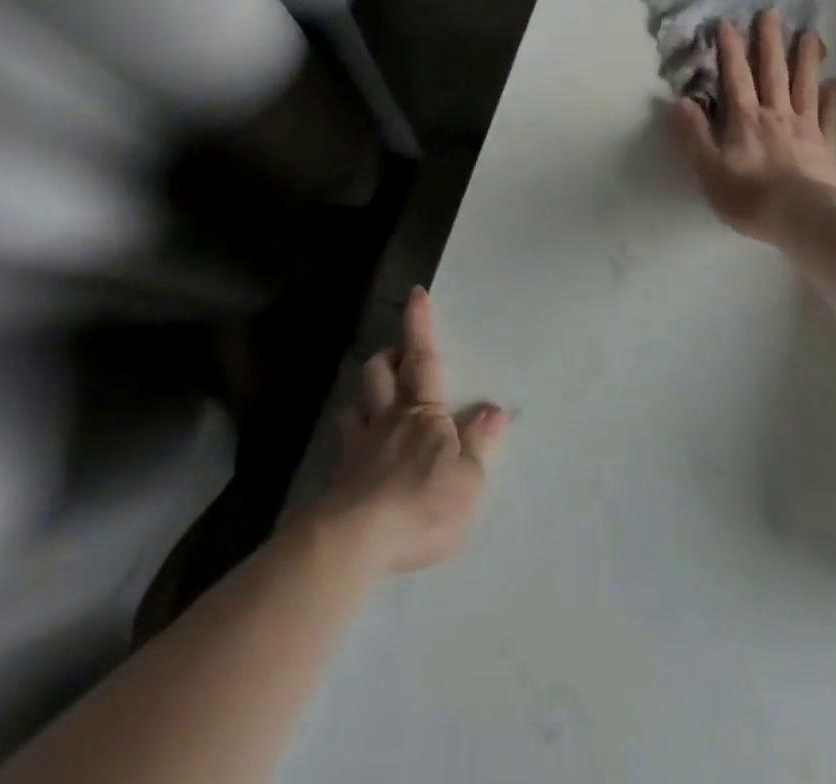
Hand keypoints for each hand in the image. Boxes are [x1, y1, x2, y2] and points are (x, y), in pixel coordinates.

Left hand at [316, 285, 506, 574]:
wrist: (356, 541)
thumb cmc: (422, 502)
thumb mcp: (468, 477)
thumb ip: (480, 442)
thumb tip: (495, 409)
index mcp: (423, 412)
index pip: (423, 359)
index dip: (419, 325)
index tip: (416, 293)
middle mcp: (389, 420)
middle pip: (379, 373)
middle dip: (387, 358)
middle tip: (397, 357)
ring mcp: (359, 448)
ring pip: (356, 406)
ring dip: (365, 398)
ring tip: (374, 404)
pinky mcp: (340, 480)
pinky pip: (344, 449)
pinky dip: (352, 443)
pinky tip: (356, 458)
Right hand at [667, 9, 835, 242]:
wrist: (804, 219)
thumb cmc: (750, 197)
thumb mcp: (708, 170)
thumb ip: (693, 135)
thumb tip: (680, 101)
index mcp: (744, 120)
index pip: (735, 77)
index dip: (730, 50)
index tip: (727, 23)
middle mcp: (776, 115)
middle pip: (772, 72)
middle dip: (769, 42)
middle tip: (771, 13)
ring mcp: (805, 128)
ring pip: (805, 85)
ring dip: (806, 58)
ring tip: (809, 34)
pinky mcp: (827, 146)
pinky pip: (832, 117)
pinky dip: (835, 99)